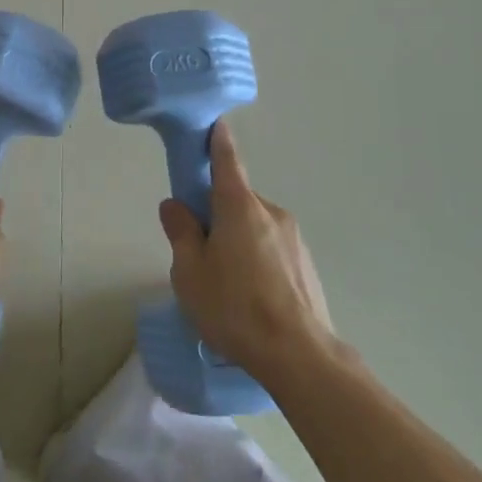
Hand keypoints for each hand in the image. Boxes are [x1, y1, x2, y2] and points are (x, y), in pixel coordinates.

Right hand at [157, 121, 339, 383]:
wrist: (300, 356)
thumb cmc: (235, 307)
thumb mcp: (190, 272)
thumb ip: (181, 233)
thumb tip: (175, 205)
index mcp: (239, 207)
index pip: (227, 161)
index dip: (217, 141)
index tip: (214, 124)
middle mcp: (271, 213)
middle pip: (236, 201)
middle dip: (217, 216)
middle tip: (199, 252)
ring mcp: (294, 239)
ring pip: (254, 229)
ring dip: (238, 242)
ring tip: (226, 288)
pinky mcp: (306, 266)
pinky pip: (272, 251)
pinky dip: (257, 262)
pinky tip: (250, 300)